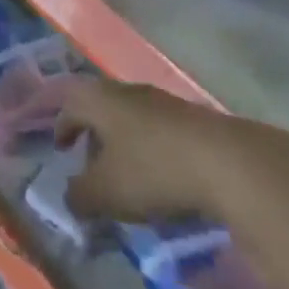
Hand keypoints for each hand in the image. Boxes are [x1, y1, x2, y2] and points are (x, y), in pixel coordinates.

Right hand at [56, 78, 288, 224]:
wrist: (227, 162)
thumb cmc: (153, 170)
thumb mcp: (106, 192)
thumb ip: (79, 195)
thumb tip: (70, 196)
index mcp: (98, 99)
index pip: (70, 105)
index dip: (62, 127)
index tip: (61, 148)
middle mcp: (126, 91)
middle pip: (101, 108)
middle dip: (93, 136)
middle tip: (92, 166)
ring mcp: (162, 102)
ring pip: (131, 119)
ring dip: (123, 144)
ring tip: (128, 178)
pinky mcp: (192, 119)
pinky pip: (159, 131)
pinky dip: (151, 150)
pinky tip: (162, 177)